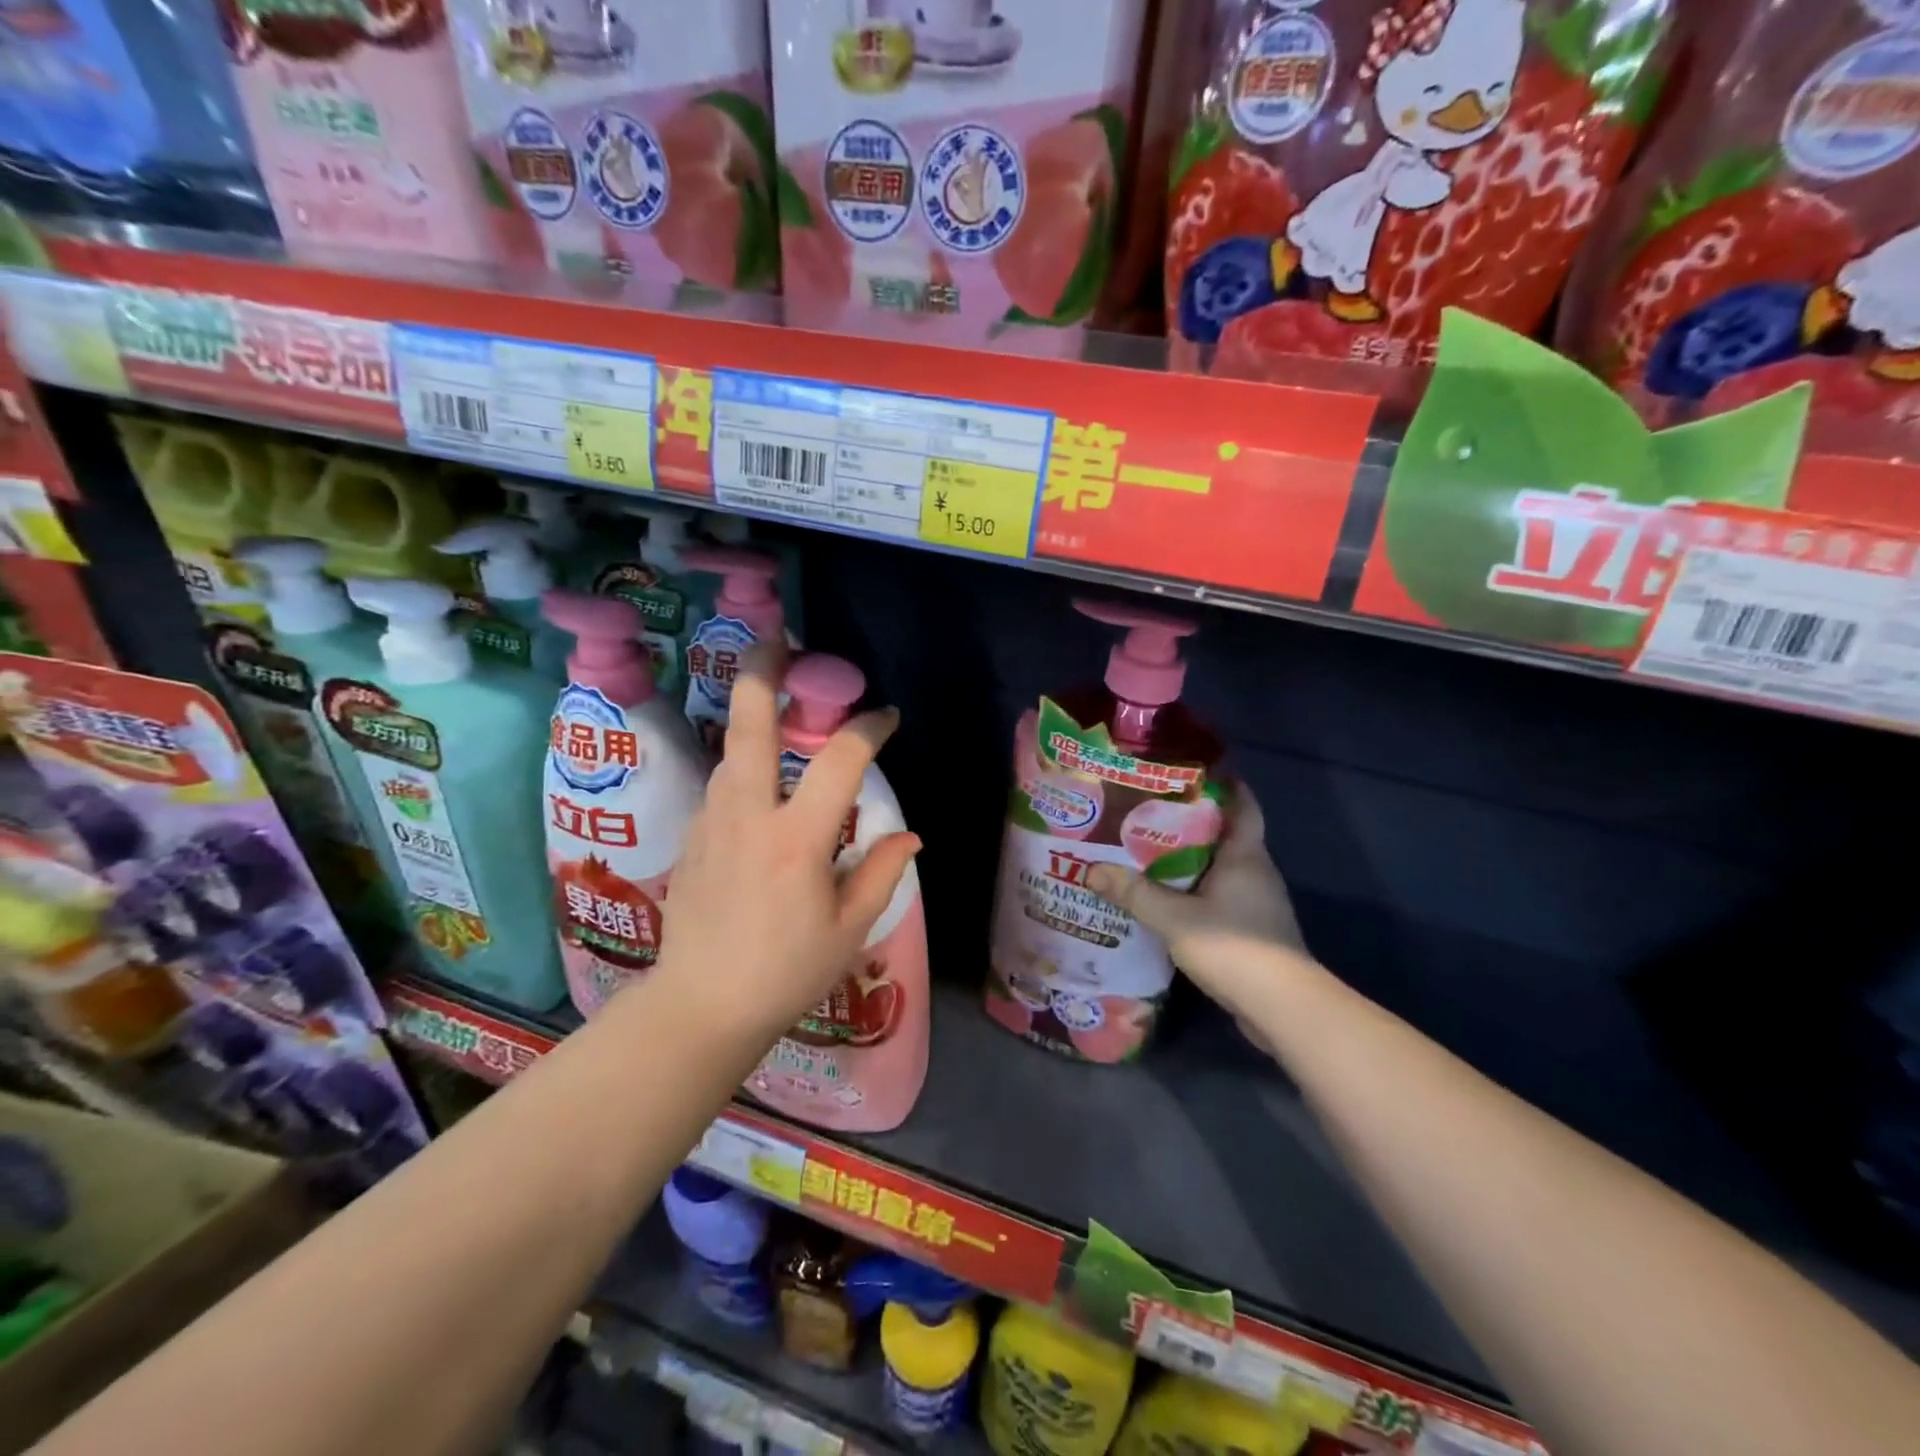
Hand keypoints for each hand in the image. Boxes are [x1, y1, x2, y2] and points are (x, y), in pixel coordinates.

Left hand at [652, 644, 920, 1044]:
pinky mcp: (692, 837)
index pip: (840, 761)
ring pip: (731, 750)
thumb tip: (909, 835)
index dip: (868, 729)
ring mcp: (712, 822)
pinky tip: (761, 782)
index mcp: (798, 840)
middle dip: (764, 673)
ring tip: (776, 701)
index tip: (886, 717)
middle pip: (750, 725)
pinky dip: (745, 766)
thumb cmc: (786, 972)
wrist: (700, 1007)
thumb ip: (881, 872)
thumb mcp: (849, 929)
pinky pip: (722, 785)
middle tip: (779, 641)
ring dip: (754, 718)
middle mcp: (749, 816)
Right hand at [1085, 785, 1307, 1022]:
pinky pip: (1221, 898)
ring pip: (1222, 869)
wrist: (1281, 1008)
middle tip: (1150, 813)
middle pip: (1226, 836)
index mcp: (1245, 856)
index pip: (1243, 806)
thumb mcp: (1174, 918)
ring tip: (1150, 854)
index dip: (1225, 785)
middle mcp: (1257, 872)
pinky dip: (1197, 892)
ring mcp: (1259, 904)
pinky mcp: (1254, 932)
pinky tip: (1168, 900)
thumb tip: (1091, 870)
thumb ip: (1134, 894)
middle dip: (1192, 823)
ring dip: (1192, 861)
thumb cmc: (1233, 947)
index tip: (1194, 772)